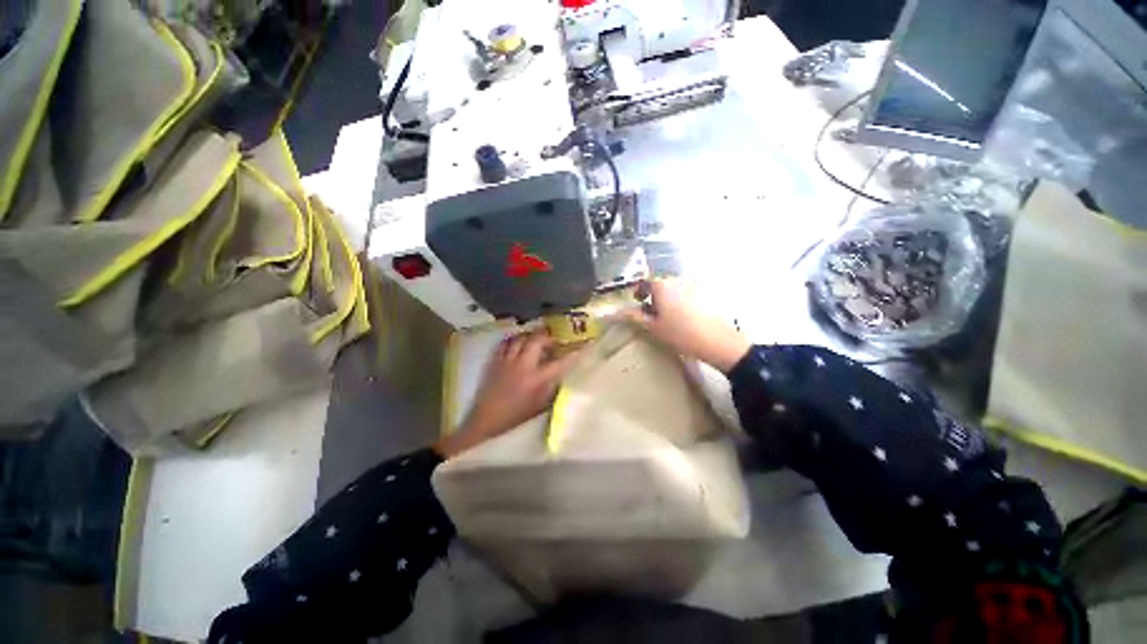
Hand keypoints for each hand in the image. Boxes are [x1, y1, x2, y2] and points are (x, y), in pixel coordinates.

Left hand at [434, 330, 579, 458]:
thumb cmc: (516, 415)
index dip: (573, 353)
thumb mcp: (540, 405)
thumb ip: (551, 388)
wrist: (487, 419)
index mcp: (537, 379)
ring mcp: (508, 361)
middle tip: (553, 338)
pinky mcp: (495, 361)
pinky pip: (505, 344)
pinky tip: (516, 342)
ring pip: (520, 338)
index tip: (582, 346)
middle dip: (548, 336)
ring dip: (530, 335)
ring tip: (535, 337)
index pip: (560, 362)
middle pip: (537, 341)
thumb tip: (560, 374)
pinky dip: (513, 340)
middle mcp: (524, 365)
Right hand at [623, 278, 751, 371]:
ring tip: (669, 317)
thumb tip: (616, 312)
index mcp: (662, 286)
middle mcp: (677, 280)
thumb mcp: (653, 327)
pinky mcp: (706, 293)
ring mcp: (694, 285)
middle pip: (660, 285)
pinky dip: (681, 301)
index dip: (639, 292)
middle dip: (654, 296)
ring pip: (674, 289)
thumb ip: (634, 316)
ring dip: (668, 298)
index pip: (645, 282)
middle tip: (652, 314)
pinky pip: (687, 293)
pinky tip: (684, 317)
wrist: (716, 341)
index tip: (638, 302)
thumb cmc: (680, 333)